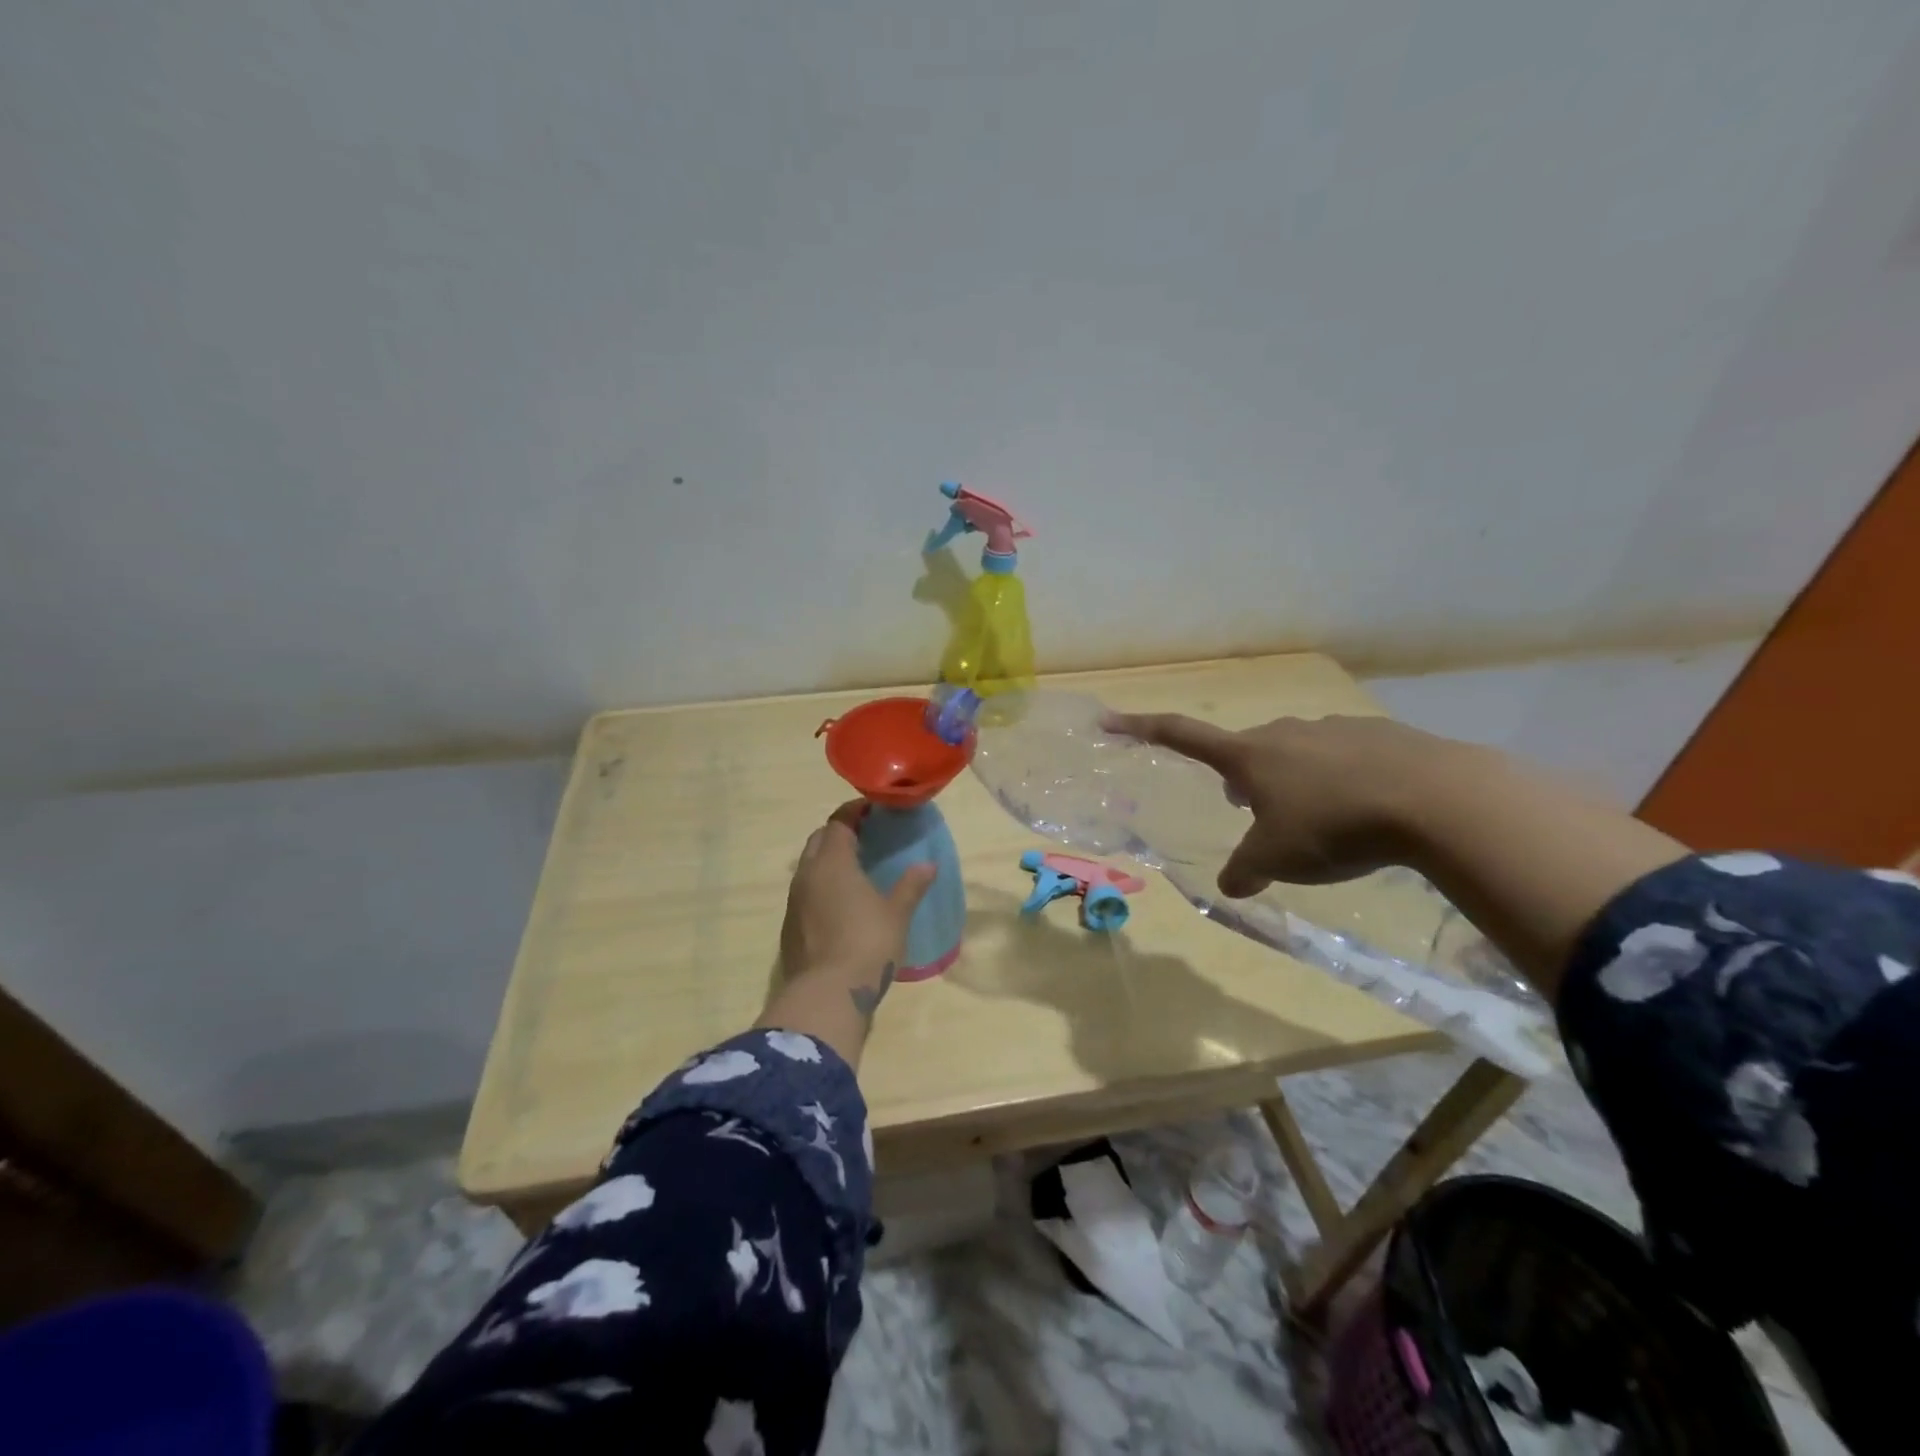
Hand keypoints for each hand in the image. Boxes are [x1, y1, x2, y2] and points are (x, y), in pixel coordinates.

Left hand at [780, 801, 936, 985]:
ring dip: (828, 861)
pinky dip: (822, 886)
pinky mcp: (790, 927)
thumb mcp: (896, 914)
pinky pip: (805, 893)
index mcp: (832, 862)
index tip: (873, 809)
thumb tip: (928, 865)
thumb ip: (911, 886)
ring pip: (809, 867)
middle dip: (839, 832)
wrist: (827, 995)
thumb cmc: (867, 944)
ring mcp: (794, 902)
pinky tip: (841, 903)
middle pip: (819, 840)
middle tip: (866, 837)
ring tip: (855, 869)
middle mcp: (807, 875)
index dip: (855, 811)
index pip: (839, 822)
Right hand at [1101, 711, 1453, 895]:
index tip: (1110, 720)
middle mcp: (1283, 733)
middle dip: (1241, 779)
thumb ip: (1246, 870)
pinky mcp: (1378, 734)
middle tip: (1251, 812)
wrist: (1434, 798)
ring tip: (1316, 818)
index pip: (1182, 736)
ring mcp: (1332, 728)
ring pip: (1295, 753)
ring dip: (1291, 780)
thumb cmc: (1333, 825)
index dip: (1142, 729)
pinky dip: (1338, 779)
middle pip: (1246, 751)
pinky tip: (1366, 810)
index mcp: (1249, 756)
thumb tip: (1232, 885)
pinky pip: (1342, 756)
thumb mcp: (1278, 859)